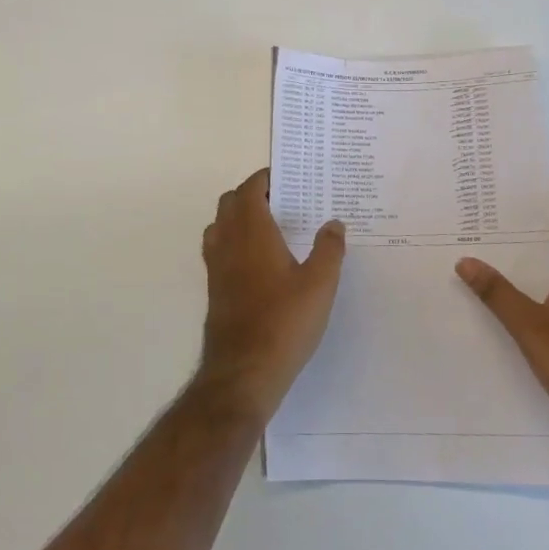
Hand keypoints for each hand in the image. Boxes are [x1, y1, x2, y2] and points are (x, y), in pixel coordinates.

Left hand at [199, 168, 346, 418]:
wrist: (243, 371)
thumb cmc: (284, 322)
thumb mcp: (320, 284)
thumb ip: (329, 249)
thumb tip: (334, 223)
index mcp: (252, 232)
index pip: (249, 190)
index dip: (264, 179)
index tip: (286, 178)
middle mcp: (228, 243)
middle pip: (229, 203)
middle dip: (251, 194)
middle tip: (282, 200)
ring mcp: (216, 267)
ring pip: (220, 226)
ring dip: (238, 217)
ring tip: (269, 227)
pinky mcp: (215, 289)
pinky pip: (219, 250)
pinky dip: (233, 241)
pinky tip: (259, 262)